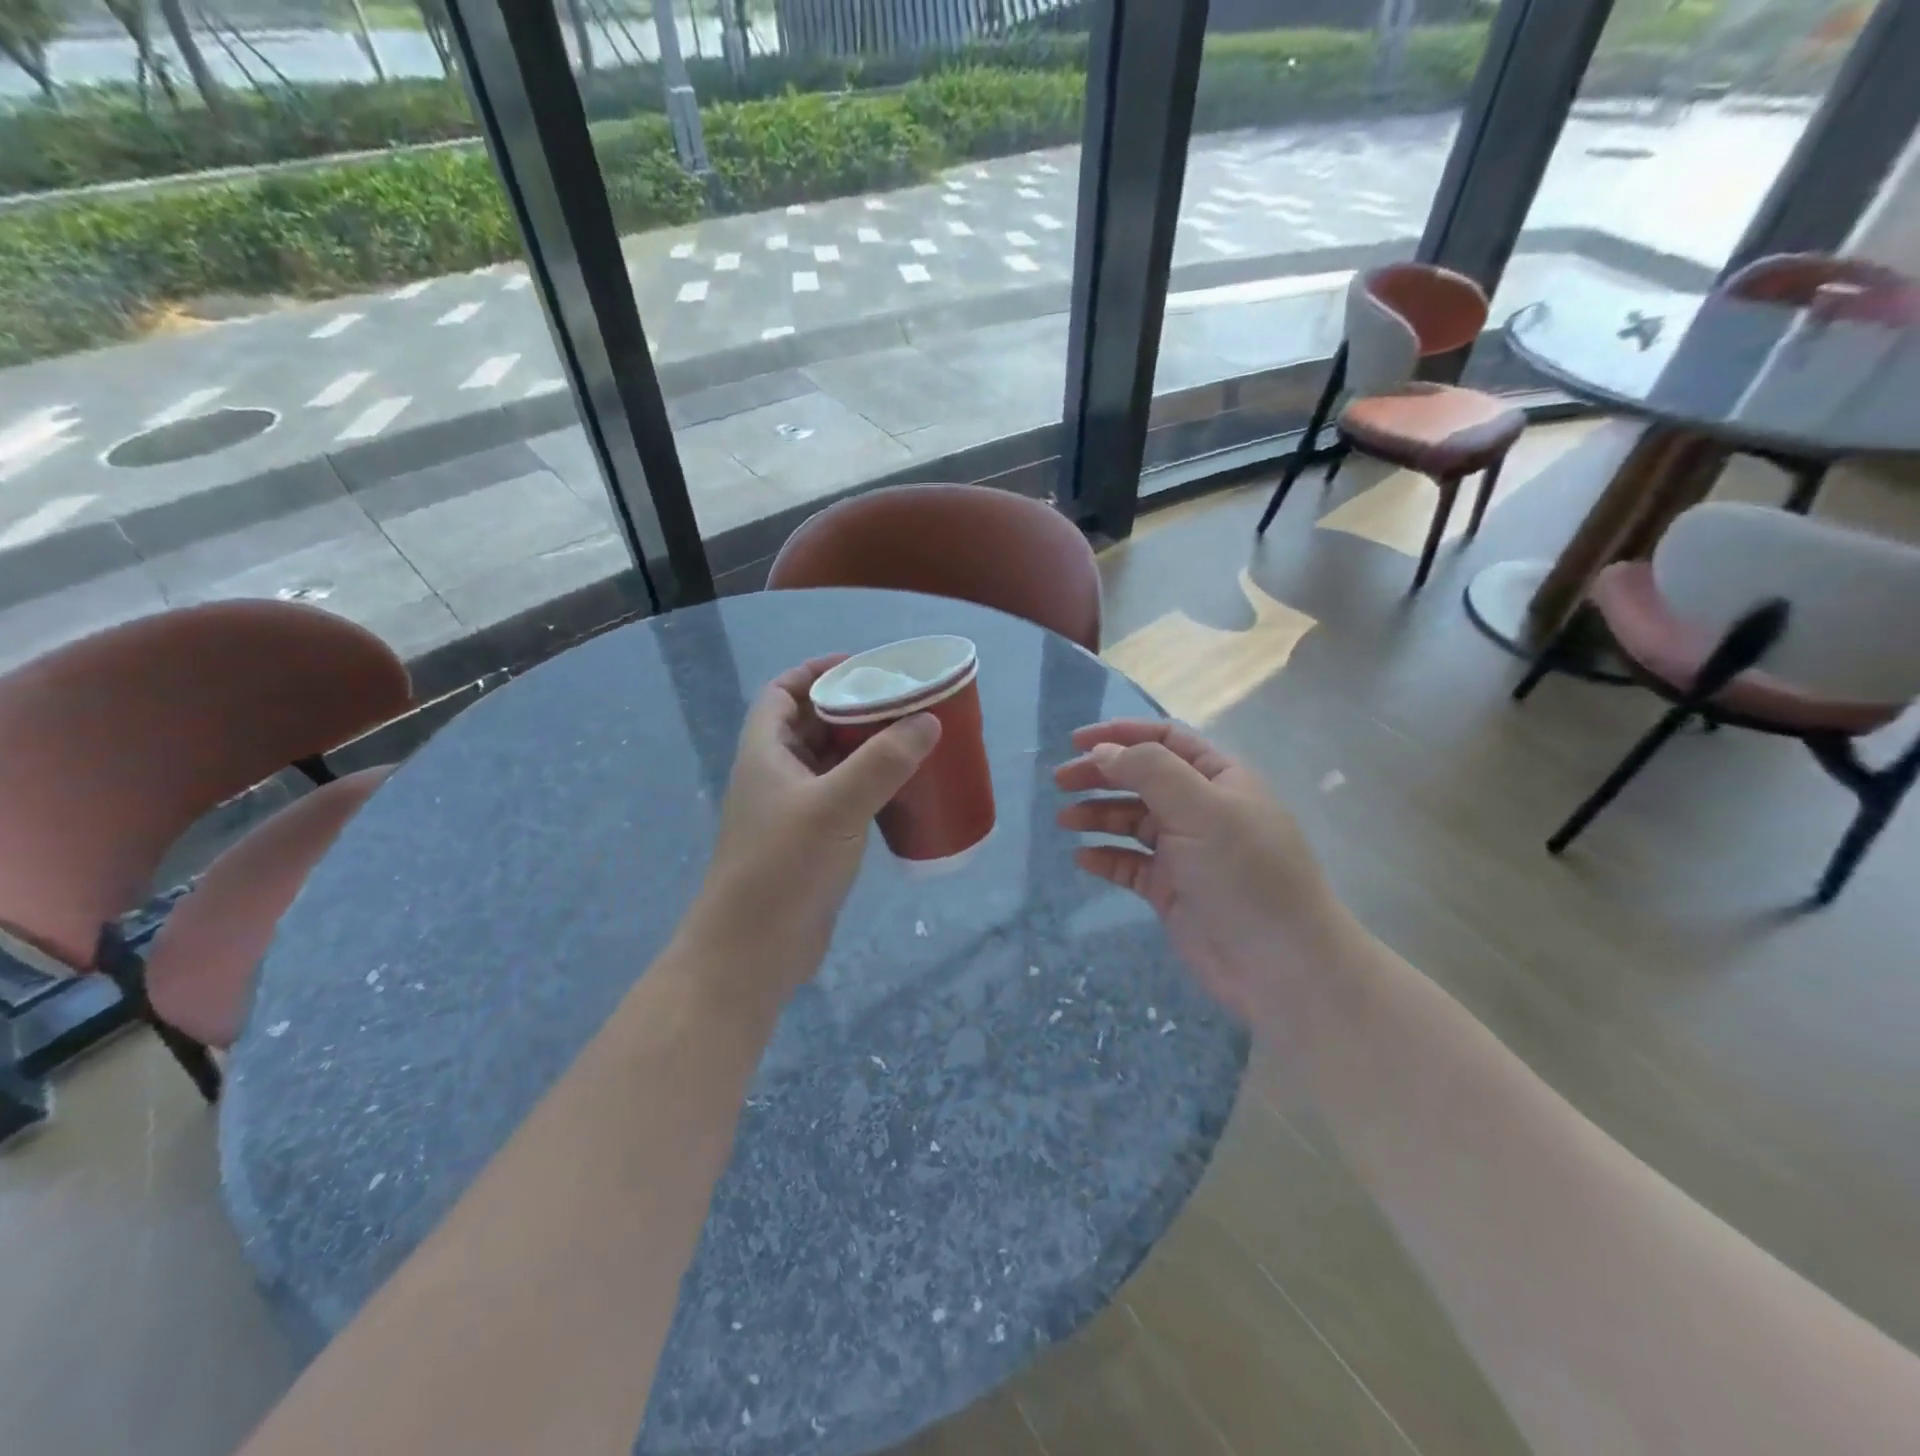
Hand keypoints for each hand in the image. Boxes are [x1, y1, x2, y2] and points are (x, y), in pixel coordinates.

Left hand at [686, 657, 940, 998]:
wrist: (751, 953)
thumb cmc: (783, 868)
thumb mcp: (835, 807)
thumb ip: (882, 762)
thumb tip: (928, 722)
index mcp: (766, 752)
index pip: (783, 692)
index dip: (816, 672)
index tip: (862, 667)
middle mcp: (774, 775)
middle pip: (811, 725)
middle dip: (851, 709)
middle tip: (901, 703)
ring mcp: (791, 812)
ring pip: (828, 764)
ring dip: (863, 749)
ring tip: (910, 739)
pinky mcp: (810, 843)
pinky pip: (841, 799)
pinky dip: (867, 787)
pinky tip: (901, 791)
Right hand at [1054, 720, 1356, 1027]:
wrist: (1280, 965)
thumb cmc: (1245, 872)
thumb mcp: (1201, 808)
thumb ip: (1150, 770)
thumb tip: (1102, 752)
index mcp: (1219, 779)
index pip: (1166, 740)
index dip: (1121, 734)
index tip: (1076, 742)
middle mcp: (1202, 809)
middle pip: (1142, 778)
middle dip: (1101, 774)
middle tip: (1060, 781)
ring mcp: (1186, 851)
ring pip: (1132, 821)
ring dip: (1098, 814)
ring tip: (1065, 820)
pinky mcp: (1171, 890)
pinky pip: (1130, 864)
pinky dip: (1106, 857)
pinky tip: (1084, 859)